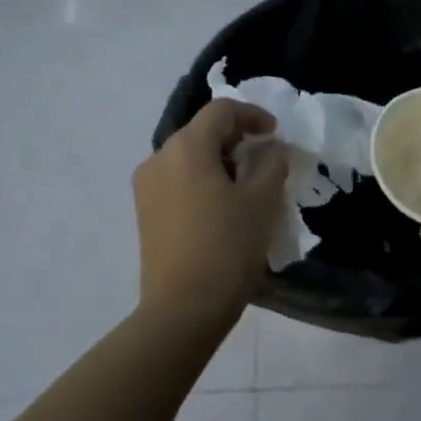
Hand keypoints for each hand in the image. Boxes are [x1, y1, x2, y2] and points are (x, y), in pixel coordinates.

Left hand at [133, 99, 288, 332]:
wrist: (182, 309)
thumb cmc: (227, 247)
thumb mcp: (262, 200)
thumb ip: (272, 162)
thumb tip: (272, 146)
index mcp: (186, 147)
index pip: (221, 111)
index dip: (253, 115)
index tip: (276, 135)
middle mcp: (159, 158)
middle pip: (202, 131)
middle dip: (236, 139)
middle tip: (265, 160)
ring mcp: (146, 186)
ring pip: (189, 156)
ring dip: (219, 160)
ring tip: (246, 186)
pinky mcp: (144, 212)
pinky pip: (177, 179)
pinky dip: (202, 180)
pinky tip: (222, 207)